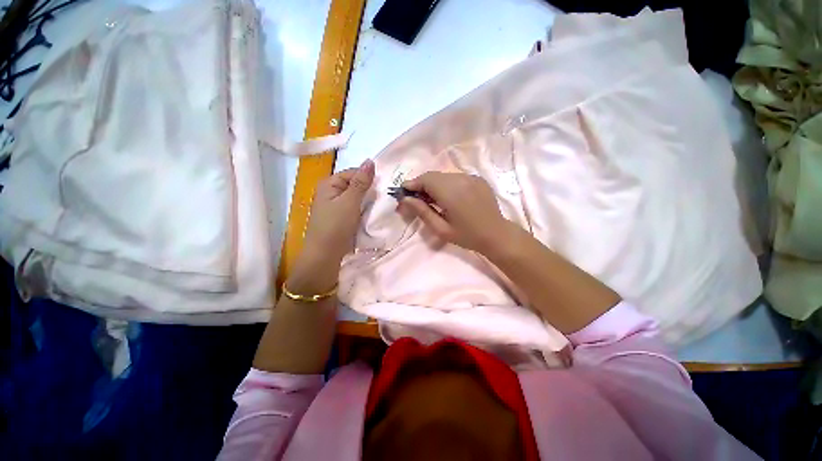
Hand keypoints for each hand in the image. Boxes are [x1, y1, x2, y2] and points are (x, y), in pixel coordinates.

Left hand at [302, 159, 374, 263]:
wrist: (325, 255)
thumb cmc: (336, 226)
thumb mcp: (350, 201)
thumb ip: (360, 182)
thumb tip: (370, 160)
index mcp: (329, 184)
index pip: (353, 172)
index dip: (368, 178)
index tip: (383, 186)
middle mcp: (330, 192)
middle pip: (354, 185)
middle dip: (368, 190)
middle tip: (384, 197)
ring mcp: (335, 206)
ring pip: (356, 198)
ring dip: (367, 201)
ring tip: (380, 205)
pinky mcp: (340, 217)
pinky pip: (354, 208)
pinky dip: (363, 210)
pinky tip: (371, 214)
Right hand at [399, 172, 511, 253]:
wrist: (496, 234)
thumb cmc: (467, 236)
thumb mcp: (441, 229)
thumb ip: (422, 212)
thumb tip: (406, 200)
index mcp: (451, 193)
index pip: (426, 179)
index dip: (413, 183)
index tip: (404, 192)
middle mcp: (461, 179)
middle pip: (434, 175)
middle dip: (422, 184)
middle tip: (416, 198)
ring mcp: (471, 177)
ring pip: (444, 175)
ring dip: (434, 184)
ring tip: (431, 198)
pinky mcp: (477, 179)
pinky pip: (456, 177)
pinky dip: (446, 184)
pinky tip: (448, 196)